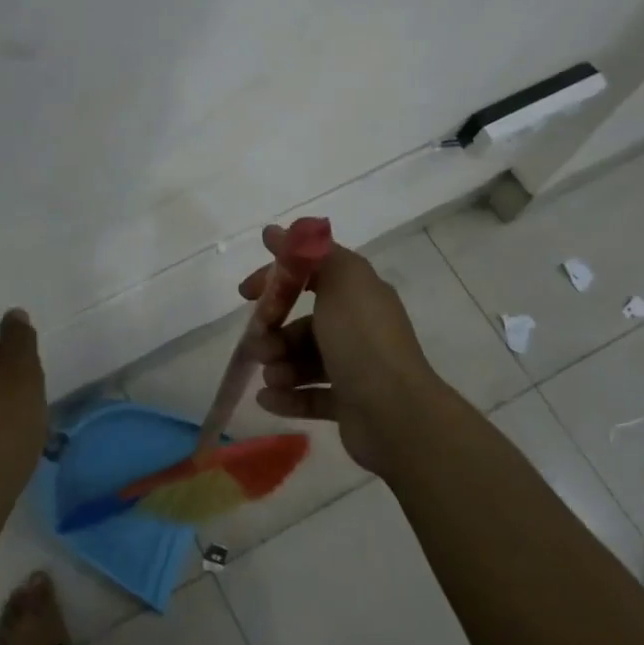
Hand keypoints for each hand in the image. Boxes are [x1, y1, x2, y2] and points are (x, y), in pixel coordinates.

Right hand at [238, 226, 446, 478]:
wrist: (396, 413)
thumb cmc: (362, 340)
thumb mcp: (341, 281)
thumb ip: (308, 253)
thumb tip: (275, 231)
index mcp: (359, 294)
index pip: (311, 275)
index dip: (277, 279)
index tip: (247, 292)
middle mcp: (359, 328)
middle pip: (304, 322)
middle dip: (274, 330)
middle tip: (258, 344)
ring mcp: (354, 368)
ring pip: (303, 360)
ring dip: (279, 365)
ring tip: (271, 376)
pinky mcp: (348, 405)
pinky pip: (310, 396)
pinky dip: (287, 396)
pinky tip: (266, 399)